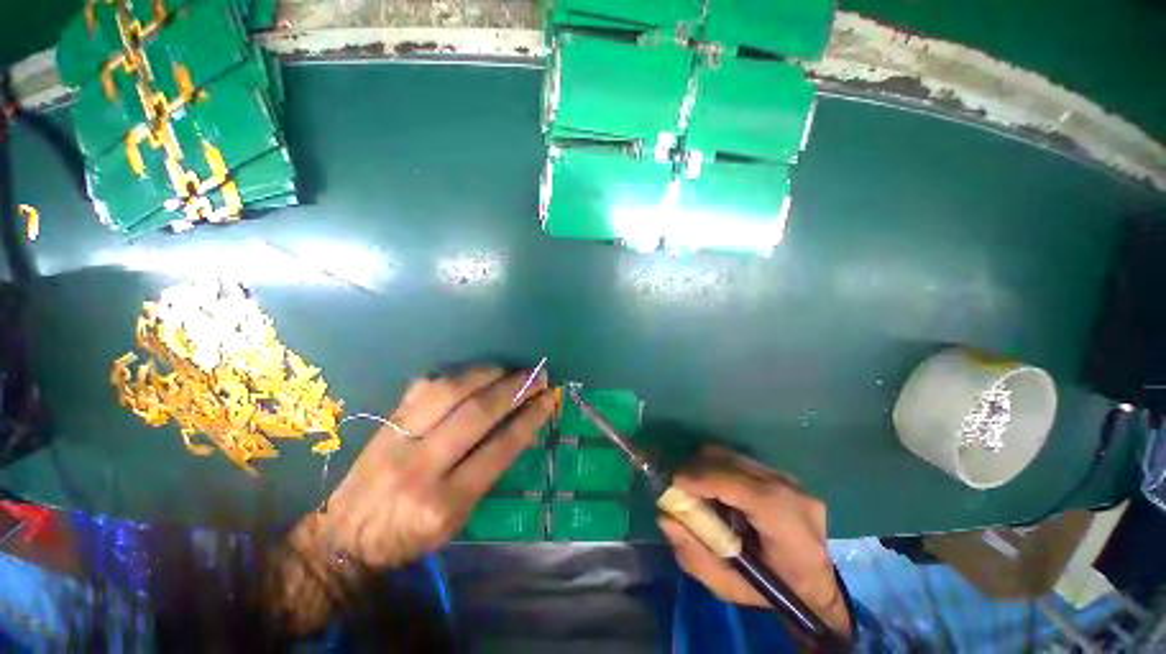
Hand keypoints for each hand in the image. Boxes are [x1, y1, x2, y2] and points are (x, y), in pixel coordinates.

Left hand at [320, 366, 552, 566]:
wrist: (345, 537)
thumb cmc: (410, 536)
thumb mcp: (458, 519)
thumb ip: (488, 472)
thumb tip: (518, 426)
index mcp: (445, 502)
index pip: (499, 448)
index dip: (529, 418)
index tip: (549, 398)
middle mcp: (421, 467)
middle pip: (477, 414)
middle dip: (514, 389)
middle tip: (536, 376)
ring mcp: (398, 439)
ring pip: (449, 391)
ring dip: (487, 374)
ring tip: (509, 370)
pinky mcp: (385, 423)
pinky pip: (424, 386)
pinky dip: (456, 375)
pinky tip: (474, 373)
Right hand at [658, 446, 850, 636]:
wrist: (816, 583)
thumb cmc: (773, 592)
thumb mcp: (730, 588)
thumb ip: (694, 556)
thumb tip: (665, 518)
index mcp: (789, 529)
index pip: (745, 489)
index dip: (705, 479)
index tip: (675, 483)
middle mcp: (794, 494)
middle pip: (735, 464)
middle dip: (698, 469)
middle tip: (679, 487)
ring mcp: (792, 479)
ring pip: (735, 456)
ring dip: (708, 467)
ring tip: (698, 488)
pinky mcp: (784, 473)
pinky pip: (741, 459)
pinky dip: (721, 468)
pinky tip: (718, 488)